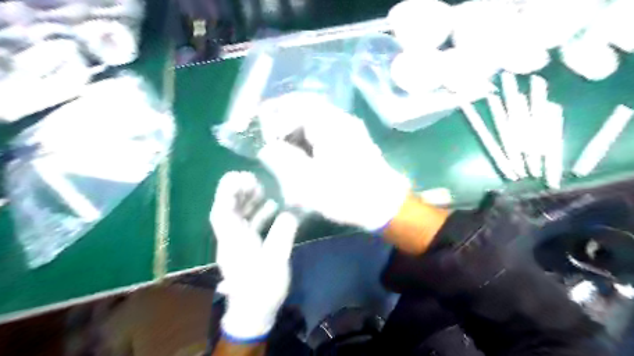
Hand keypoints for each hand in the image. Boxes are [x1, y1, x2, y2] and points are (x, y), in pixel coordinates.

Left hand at [210, 171, 299, 343]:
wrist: (254, 312)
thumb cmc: (263, 287)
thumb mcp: (277, 261)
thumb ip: (283, 235)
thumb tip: (290, 214)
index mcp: (234, 241)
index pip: (222, 212)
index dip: (226, 192)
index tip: (237, 176)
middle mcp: (232, 239)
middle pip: (228, 211)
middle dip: (237, 192)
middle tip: (252, 177)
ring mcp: (238, 244)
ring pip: (238, 217)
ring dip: (247, 201)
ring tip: (261, 187)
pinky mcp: (247, 248)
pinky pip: (248, 226)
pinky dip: (257, 214)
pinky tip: (271, 207)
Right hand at [257, 98, 410, 230]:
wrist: (385, 205)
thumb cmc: (346, 195)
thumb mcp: (307, 181)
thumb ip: (282, 160)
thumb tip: (267, 147)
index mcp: (330, 124)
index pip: (295, 104)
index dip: (273, 113)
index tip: (259, 127)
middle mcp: (341, 120)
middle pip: (306, 107)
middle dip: (283, 118)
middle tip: (267, 134)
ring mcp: (349, 129)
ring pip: (315, 118)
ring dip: (296, 128)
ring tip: (281, 146)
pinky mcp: (353, 140)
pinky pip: (324, 130)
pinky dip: (308, 137)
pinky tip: (302, 153)